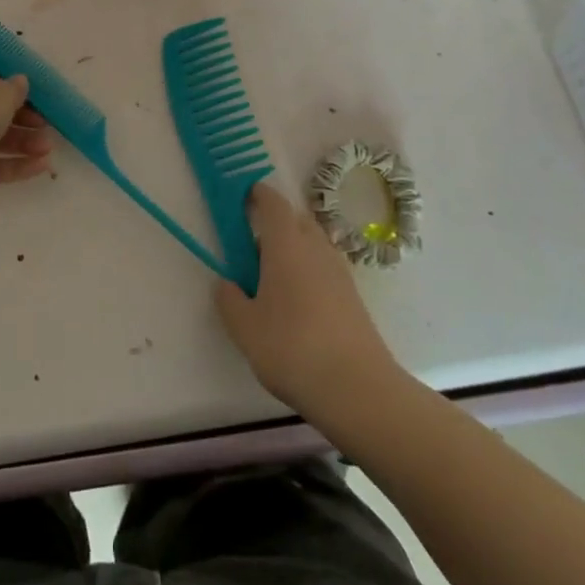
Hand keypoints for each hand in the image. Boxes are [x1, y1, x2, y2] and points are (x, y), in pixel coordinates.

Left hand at [0, 57, 52, 213]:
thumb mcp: (2, 92)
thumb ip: (16, 88)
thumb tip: (19, 83)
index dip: (17, 85)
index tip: (41, 96)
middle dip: (25, 118)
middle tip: (48, 126)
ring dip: (24, 142)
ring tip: (49, 150)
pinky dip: (15, 165)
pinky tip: (42, 167)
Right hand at [216, 185, 399, 416]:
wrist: (357, 388)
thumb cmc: (292, 348)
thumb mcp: (245, 328)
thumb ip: (230, 300)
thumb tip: (227, 283)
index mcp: (286, 244)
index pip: (273, 203)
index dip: (258, 195)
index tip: (243, 197)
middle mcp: (315, 248)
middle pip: (296, 220)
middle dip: (275, 223)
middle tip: (253, 245)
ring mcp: (339, 271)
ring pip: (313, 244)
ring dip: (294, 248)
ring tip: (273, 279)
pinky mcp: (352, 296)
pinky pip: (324, 267)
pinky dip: (309, 271)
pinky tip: (298, 303)